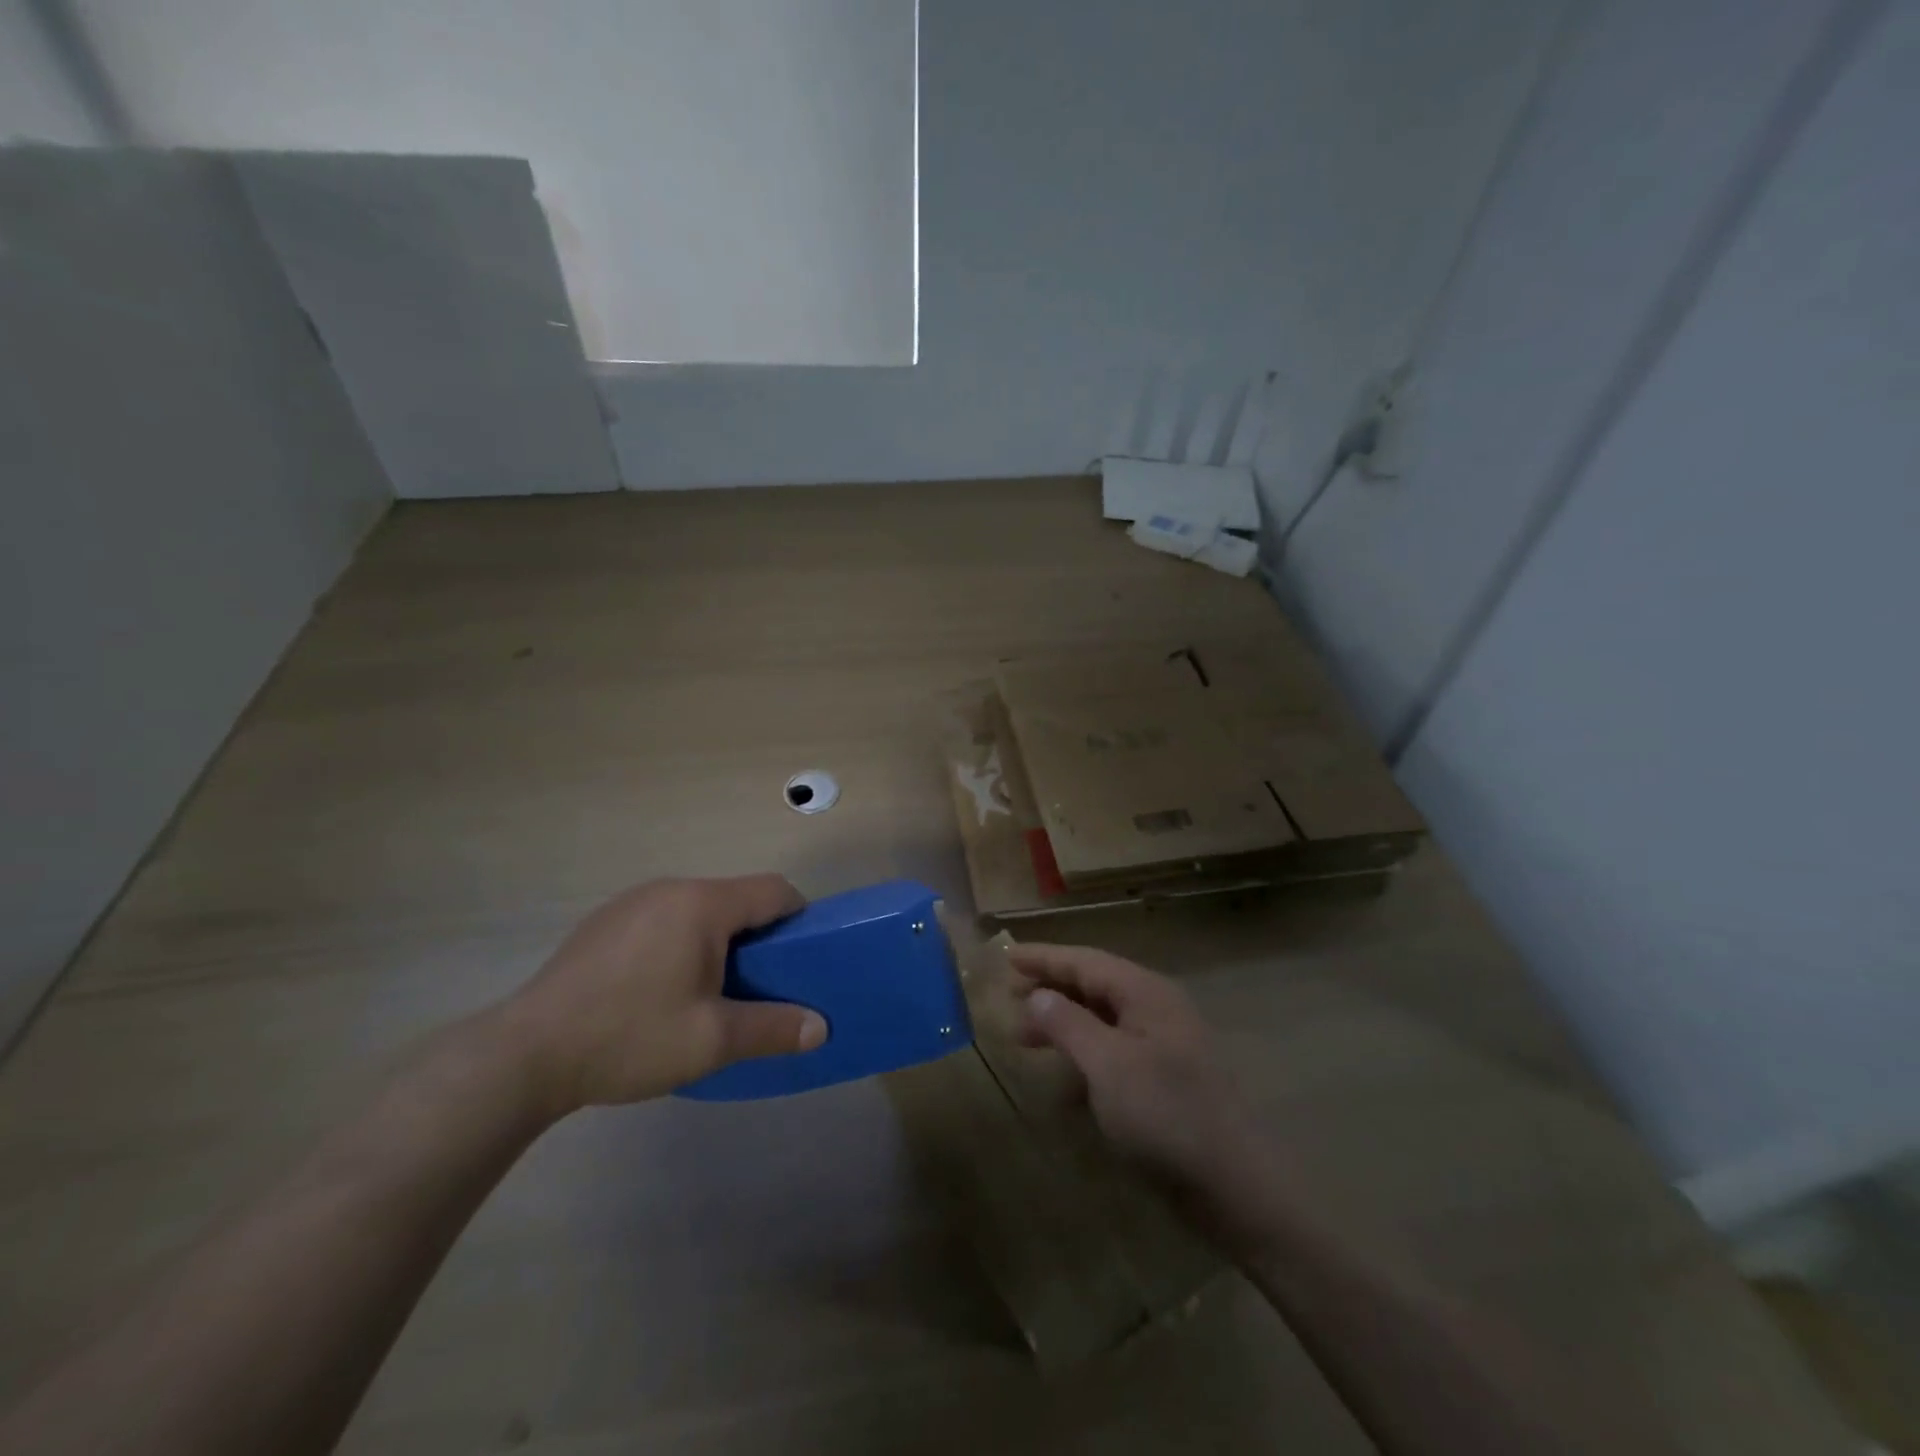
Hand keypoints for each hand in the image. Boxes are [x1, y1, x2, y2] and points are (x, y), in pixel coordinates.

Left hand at [498, 875, 825, 1115]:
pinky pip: (663, 920)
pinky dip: (680, 944)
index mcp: (702, 904)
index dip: (799, 919)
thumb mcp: (712, 1040)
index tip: (802, 960)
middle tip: (759, 986)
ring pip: (698, 910)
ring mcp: (632, 902)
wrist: (524, 1054)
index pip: (774, 891)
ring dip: (717, 941)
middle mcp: (670, 889)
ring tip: (709, 993)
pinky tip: (658, 991)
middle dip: (757, 937)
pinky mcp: (604, 922)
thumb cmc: (630, 1036)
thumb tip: (820, 1028)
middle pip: (735, 899)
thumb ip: (773, 1028)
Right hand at [1010, 943, 1283, 1241]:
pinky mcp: (1165, 1077)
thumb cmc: (1166, 1116)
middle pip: (1093, 985)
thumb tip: (1037, 995)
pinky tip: (1065, 1079)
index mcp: (1146, 993)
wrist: (1235, 1186)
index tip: (1006, 956)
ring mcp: (1164, 1043)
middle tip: (1008, 1000)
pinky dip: (1085, 1055)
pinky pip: (1115, 1050)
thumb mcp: (1108, 1066)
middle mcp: (1156, 1008)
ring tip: (1026, 1038)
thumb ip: (1069, 1025)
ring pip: (1103, 1018)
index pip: (1085, 961)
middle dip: (1050, 989)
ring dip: (1064, 1023)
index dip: (1044, 958)